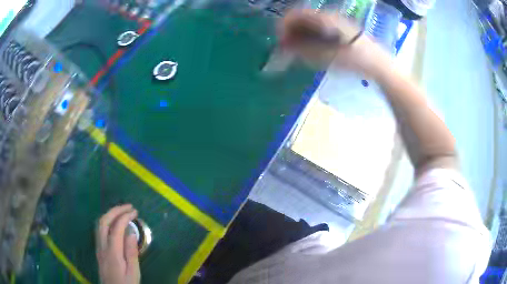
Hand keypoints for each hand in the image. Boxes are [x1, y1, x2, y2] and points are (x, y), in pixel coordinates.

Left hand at [96, 204, 140, 283]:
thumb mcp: (133, 272)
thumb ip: (131, 253)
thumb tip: (131, 232)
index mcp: (112, 253)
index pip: (116, 228)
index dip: (124, 217)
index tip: (135, 212)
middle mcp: (102, 247)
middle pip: (104, 222)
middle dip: (115, 210)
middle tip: (128, 207)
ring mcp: (98, 248)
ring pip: (99, 225)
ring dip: (110, 214)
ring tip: (122, 211)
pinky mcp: (98, 251)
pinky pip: (100, 230)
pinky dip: (107, 221)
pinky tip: (114, 224)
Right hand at [279, 9, 391, 77]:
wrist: (378, 64)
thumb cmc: (354, 60)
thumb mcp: (326, 56)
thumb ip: (303, 50)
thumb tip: (283, 47)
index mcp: (324, 18)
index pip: (295, 15)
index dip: (284, 27)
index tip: (280, 42)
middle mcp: (328, 16)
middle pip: (302, 20)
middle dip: (291, 34)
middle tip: (289, 51)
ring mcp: (335, 22)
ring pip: (310, 25)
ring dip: (301, 37)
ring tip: (300, 53)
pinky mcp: (339, 30)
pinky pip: (319, 31)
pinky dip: (311, 39)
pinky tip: (313, 51)